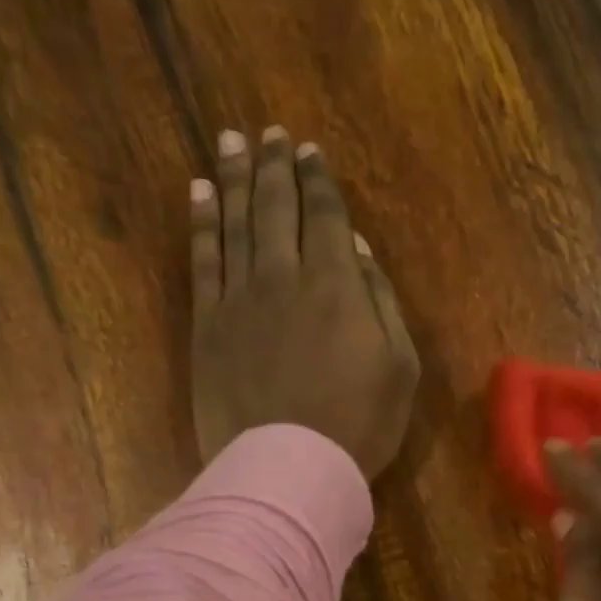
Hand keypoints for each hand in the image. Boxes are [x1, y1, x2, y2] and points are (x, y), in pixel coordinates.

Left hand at [190, 127, 419, 478]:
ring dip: (235, 178)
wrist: (291, 466)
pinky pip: (203, 260)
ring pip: (236, 222)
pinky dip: (202, 222)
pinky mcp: (208, 325)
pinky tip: (200, 194)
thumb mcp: (399, 367)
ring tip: (231, 142)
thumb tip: (357, 250)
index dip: (317, 180)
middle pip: (277, 208)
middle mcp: (284, 277)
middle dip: (275, 165)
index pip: (325, 216)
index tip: (308, 150)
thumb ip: (381, 302)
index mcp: (337, 285)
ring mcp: (240, 298)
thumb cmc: (359, 424)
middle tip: (269, 133)